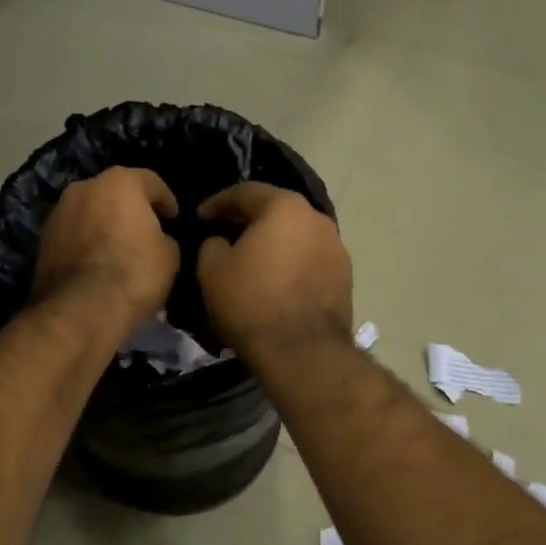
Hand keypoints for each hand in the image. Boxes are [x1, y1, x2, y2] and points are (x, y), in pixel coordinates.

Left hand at [30, 167, 180, 338]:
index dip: (167, 200)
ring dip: (105, 224)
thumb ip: (164, 238)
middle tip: (146, 230)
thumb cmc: (134, 272)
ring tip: (119, 248)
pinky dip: (86, 242)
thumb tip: (156, 240)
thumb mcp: (169, 256)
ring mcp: (59, 212)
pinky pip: (74, 234)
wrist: (80, 308)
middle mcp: (84, 187)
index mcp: (119, 182)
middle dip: (131, 209)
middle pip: (115, 192)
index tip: (174, 218)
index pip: (151, 182)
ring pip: (90, 212)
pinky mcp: (43, 239)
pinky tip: (97, 262)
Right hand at [194, 183, 351, 357]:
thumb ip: (212, 244)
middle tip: (225, 233)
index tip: (200, 217)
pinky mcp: (345, 276)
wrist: (303, 352)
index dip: (218, 203)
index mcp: (284, 207)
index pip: (246, 192)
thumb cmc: (252, 302)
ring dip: (274, 242)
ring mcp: (336, 247)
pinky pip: (310, 259)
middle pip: (276, 210)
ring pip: (296, 235)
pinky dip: (291, 262)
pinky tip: (276, 280)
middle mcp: (317, 218)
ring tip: (252, 259)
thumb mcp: (212, 270)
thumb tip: (222, 241)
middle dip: (249, 219)